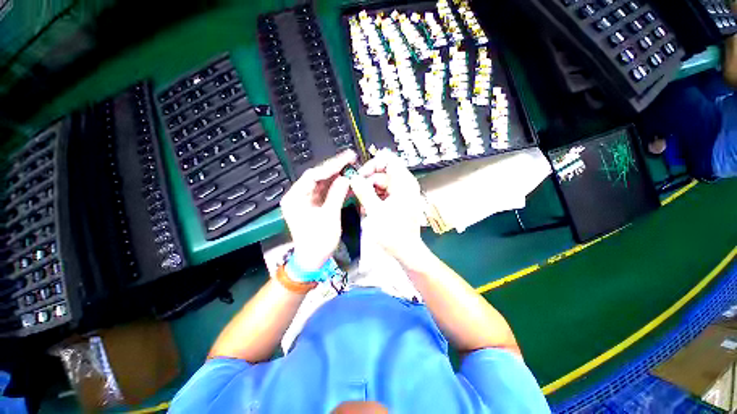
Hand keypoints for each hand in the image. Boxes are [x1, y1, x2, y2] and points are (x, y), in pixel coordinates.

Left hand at [280, 150, 356, 270]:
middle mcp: (298, 196)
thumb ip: (337, 195)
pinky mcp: (314, 204)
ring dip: (337, 175)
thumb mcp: (329, 217)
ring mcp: (306, 200)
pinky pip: (326, 191)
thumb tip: (345, 178)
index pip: (313, 175)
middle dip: (335, 168)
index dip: (331, 166)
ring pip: (323, 183)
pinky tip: (347, 180)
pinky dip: (337, 186)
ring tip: (351, 166)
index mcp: (295, 198)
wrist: (313, 259)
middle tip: (351, 158)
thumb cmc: (318, 242)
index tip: (346, 159)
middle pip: (318, 176)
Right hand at [348, 150, 426, 261]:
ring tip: (363, 205)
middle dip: (368, 182)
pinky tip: (368, 208)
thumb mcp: (375, 211)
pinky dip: (375, 198)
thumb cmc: (393, 233)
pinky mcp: (398, 201)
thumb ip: (364, 191)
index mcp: (404, 183)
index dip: (372, 164)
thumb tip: (353, 177)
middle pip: (382, 173)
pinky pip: (383, 193)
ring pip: (381, 184)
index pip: (388, 159)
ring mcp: (402, 193)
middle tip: (357, 193)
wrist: (406, 251)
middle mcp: (405, 185)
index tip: (360, 175)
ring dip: (370, 192)